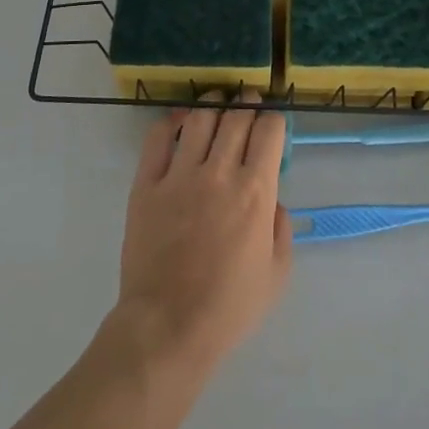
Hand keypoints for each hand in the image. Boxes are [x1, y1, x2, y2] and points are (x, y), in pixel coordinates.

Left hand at [112, 94, 292, 378]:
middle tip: (249, 101)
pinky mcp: (146, 185)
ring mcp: (179, 176)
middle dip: (248, 103)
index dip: (275, 119)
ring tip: (218, 102)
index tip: (273, 122)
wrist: (168, 326)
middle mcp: (220, 172)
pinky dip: (171, 121)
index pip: (270, 131)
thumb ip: (282, 228)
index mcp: (256, 192)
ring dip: (213, 104)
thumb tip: (273, 199)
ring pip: (200, 119)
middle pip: (237, 117)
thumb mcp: (278, 273)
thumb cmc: (229, 306)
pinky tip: (180, 120)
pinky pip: (157, 139)